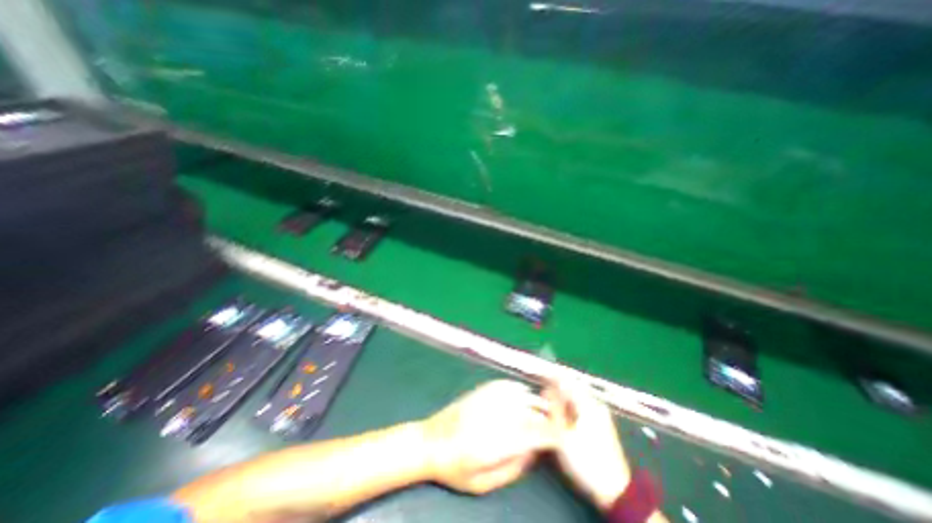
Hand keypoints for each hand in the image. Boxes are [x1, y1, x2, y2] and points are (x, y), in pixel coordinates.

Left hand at [418, 380, 555, 494]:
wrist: (430, 441)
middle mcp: (494, 417)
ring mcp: (486, 400)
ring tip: (546, 407)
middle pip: (530, 412)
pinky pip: (505, 385)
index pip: (533, 434)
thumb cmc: (455, 468)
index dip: (552, 433)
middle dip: (548, 416)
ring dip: (536, 401)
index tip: (563, 435)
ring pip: (520, 396)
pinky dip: (519, 389)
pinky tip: (523, 393)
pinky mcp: (480, 391)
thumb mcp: (482, 483)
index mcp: (495, 443)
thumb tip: (533, 451)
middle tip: (559, 420)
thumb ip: (512, 468)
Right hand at [543, 379, 628, 510]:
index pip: (567, 380)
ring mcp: (599, 414)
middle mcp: (594, 404)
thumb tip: (547, 389)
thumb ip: (554, 409)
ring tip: (547, 402)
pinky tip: (560, 414)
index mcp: (587, 403)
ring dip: (561, 397)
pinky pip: (580, 406)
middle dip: (556, 386)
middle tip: (541, 390)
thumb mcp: (564, 435)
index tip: (539, 373)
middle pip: (572, 387)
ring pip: (576, 397)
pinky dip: (568, 406)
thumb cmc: (586, 461)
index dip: (552, 375)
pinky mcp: (600, 423)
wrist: (615, 491)